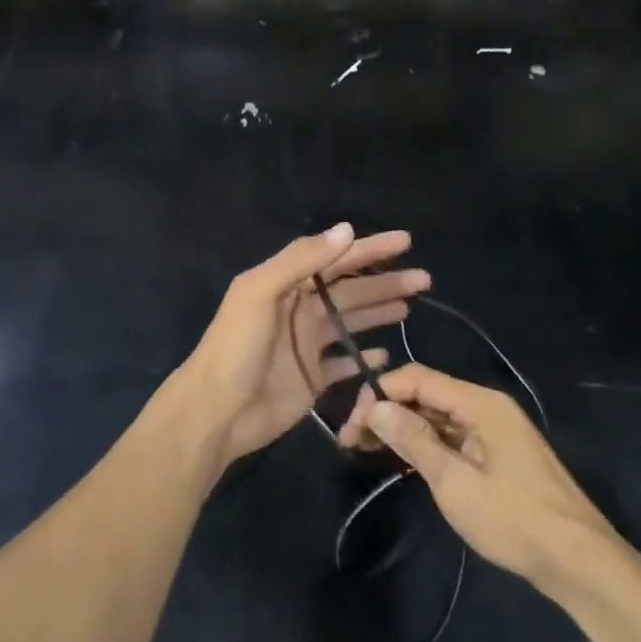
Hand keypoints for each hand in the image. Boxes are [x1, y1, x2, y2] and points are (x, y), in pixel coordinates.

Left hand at [172, 223, 428, 470]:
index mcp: (285, 284)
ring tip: (411, 306)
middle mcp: (299, 310)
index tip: (405, 241)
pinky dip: (364, 358)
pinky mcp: (312, 378)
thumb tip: (346, 230)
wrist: (217, 411)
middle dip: (385, 282)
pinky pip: (344, 364)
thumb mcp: (260, 292)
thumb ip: (300, 260)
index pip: (335, 259)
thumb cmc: (236, 347)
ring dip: (379, 311)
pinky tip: (387, 354)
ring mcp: (307, 345)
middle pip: (350, 290)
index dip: (369, 249)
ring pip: (351, 322)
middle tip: (423, 278)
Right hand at [337, 363, 628, 595]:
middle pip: (426, 394)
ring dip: (403, 428)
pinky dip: (426, 443)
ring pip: (438, 416)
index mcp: (480, 403)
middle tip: (352, 441)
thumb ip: (413, 439)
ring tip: (368, 449)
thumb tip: (374, 406)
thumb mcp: (454, 482)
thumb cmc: (514, 519)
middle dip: (387, 411)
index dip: (380, 394)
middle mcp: (487, 407)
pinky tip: (403, 459)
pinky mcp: (498, 454)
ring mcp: (495, 431)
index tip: (352, 424)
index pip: (417, 378)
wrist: (580, 563)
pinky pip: (453, 436)